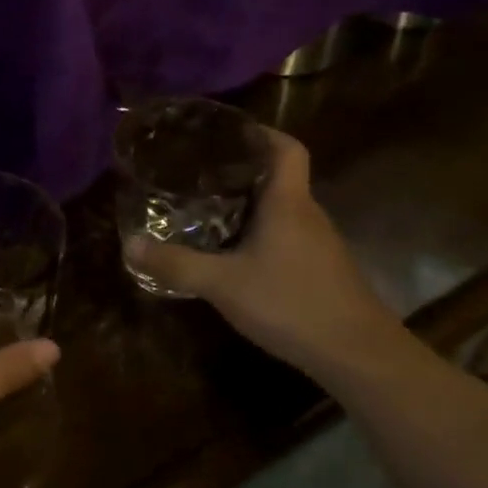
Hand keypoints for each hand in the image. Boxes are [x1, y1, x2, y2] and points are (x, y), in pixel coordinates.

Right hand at [124, 128, 402, 381]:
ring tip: (211, 209)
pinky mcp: (322, 270)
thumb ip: (177, 264)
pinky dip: (263, 234)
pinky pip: (288, 236)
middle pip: (280, 177)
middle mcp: (308, 214)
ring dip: (252, 205)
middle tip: (201, 173)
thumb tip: (129, 244)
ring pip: (283, 210)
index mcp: (288, 202)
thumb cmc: (291, 303)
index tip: (231, 133)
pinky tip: (238, 256)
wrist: (358, 354)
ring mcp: (320, 244)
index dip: (263, 133)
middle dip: (244, 171)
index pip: (287, 148)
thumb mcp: (223, 284)